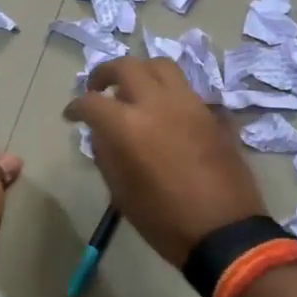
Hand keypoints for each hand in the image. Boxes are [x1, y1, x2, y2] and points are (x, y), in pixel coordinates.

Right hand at [63, 58, 268, 265]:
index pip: (92, 101)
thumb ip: (106, 154)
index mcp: (128, 126)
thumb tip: (101, 133)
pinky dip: (166, 90)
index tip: (71, 115)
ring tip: (132, 89)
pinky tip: (163, 110)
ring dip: (140, 71)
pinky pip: (184, 88)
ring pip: (160, 65)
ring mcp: (188, 103)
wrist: (224, 231)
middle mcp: (157, 103)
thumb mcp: (121, 193)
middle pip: (126, 66)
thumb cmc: (164, 220)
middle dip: (105, 73)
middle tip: (98, 89)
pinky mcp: (210, 112)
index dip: (76, 107)